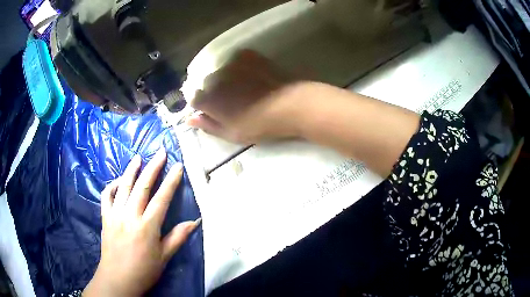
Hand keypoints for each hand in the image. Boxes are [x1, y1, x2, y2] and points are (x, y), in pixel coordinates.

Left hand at [83, 148, 199, 296]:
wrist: (118, 278)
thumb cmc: (144, 270)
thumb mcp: (164, 257)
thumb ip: (178, 237)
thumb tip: (195, 222)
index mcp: (147, 226)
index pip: (161, 198)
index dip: (171, 181)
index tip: (178, 166)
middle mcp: (130, 215)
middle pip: (142, 186)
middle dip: (153, 167)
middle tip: (160, 152)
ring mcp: (115, 214)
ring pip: (123, 187)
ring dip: (131, 170)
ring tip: (138, 158)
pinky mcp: (105, 217)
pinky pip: (106, 196)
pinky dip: (112, 186)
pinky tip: (118, 181)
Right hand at [188, 50, 306, 143]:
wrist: (290, 105)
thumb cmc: (260, 125)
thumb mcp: (232, 133)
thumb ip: (208, 125)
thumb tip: (189, 119)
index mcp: (208, 99)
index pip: (194, 99)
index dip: (203, 105)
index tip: (215, 110)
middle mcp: (214, 78)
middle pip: (206, 83)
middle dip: (214, 91)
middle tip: (233, 99)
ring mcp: (230, 64)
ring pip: (220, 70)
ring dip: (226, 78)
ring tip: (244, 86)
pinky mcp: (246, 55)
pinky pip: (234, 60)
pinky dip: (238, 66)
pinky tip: (251, 74)